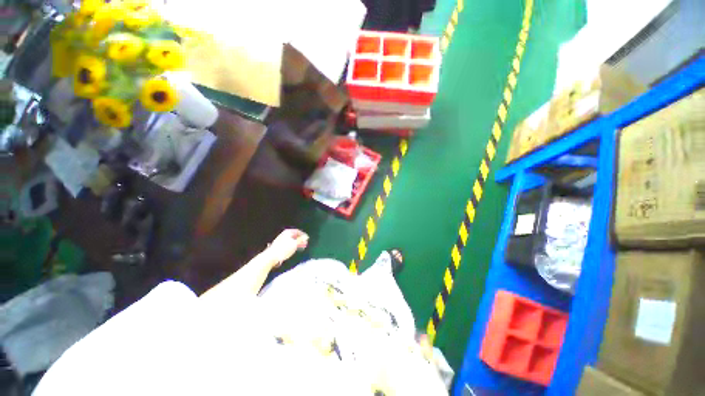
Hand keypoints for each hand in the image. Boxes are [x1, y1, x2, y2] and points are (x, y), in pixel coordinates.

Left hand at [266, 229, 308, 267]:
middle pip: (295, 236)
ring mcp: (281, 239)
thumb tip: (307, 236)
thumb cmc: (284, 249)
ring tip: (301, 248)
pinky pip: (288, 243)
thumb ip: (301, 239)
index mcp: (288, 232)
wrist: (271, 256)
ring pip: (292, 240)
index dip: (304, 235)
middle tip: (305, 244)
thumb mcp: (295, 244)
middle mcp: (285, 234)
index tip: (308, 239)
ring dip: (297, 243)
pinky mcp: (279, 245)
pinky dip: (293, 245)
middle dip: (301, 240)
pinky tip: (294, 250)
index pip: (298, 231)